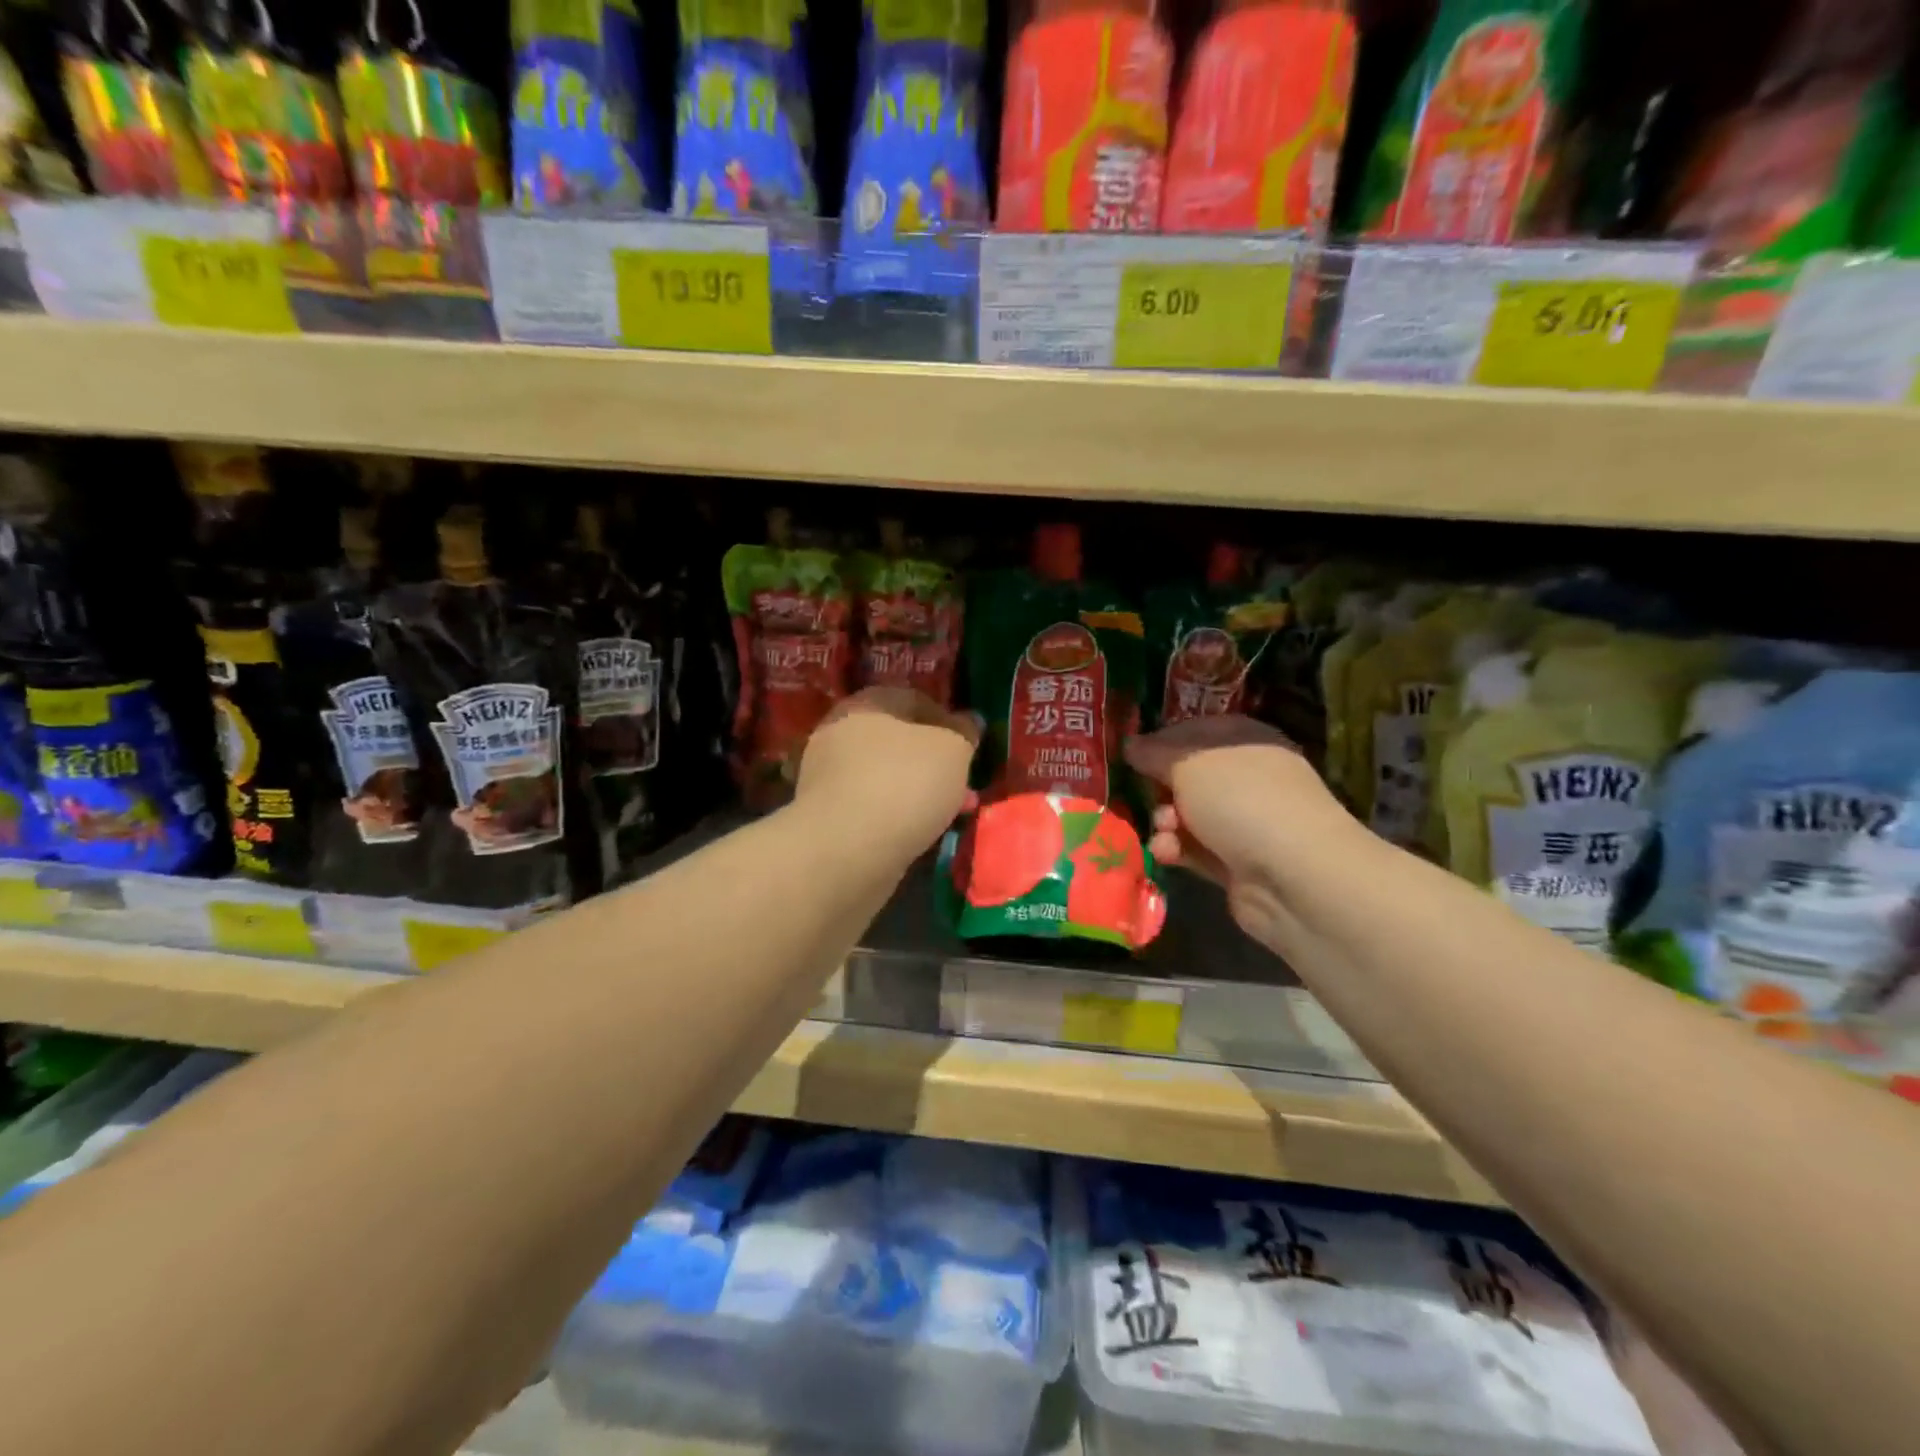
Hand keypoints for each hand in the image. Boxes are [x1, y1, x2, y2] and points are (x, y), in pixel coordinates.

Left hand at [795, 689, 981, 855]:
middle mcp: (839, 731)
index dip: (949, 720)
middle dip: (934, 762)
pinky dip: (897, 813)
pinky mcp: (825, 815)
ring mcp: (827, 775)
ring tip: (950, 813)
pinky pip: (872, 805)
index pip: (915, 700)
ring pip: (886, 775)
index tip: (970, 747)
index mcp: (866, 703)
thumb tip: (969, 721)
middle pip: (898, 740)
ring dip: (919, 790)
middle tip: (962, 784)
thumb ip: (964, 732)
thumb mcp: (953, 750)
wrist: (847, 849)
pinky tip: (920, 831)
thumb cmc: (905, 783)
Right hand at [1124, 715, 1351, 948]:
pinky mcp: (1235, 862)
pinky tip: (1167, 853)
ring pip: (1186, 815)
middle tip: (1143, 794)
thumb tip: (1131, 745)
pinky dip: (1176, 850)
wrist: (1292, 876)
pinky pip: (1194, 849)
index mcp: (1245, 741)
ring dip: (1164, 822)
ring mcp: (1244, 822)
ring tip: (1162, 830)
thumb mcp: (1188, 764)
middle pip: (1188, 777)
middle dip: (1159, 787)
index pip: (1196, 732)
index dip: (1162, 741)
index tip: (1131, 754)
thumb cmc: (1240, 800)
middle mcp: (1247, 778)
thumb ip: (1154, 753)